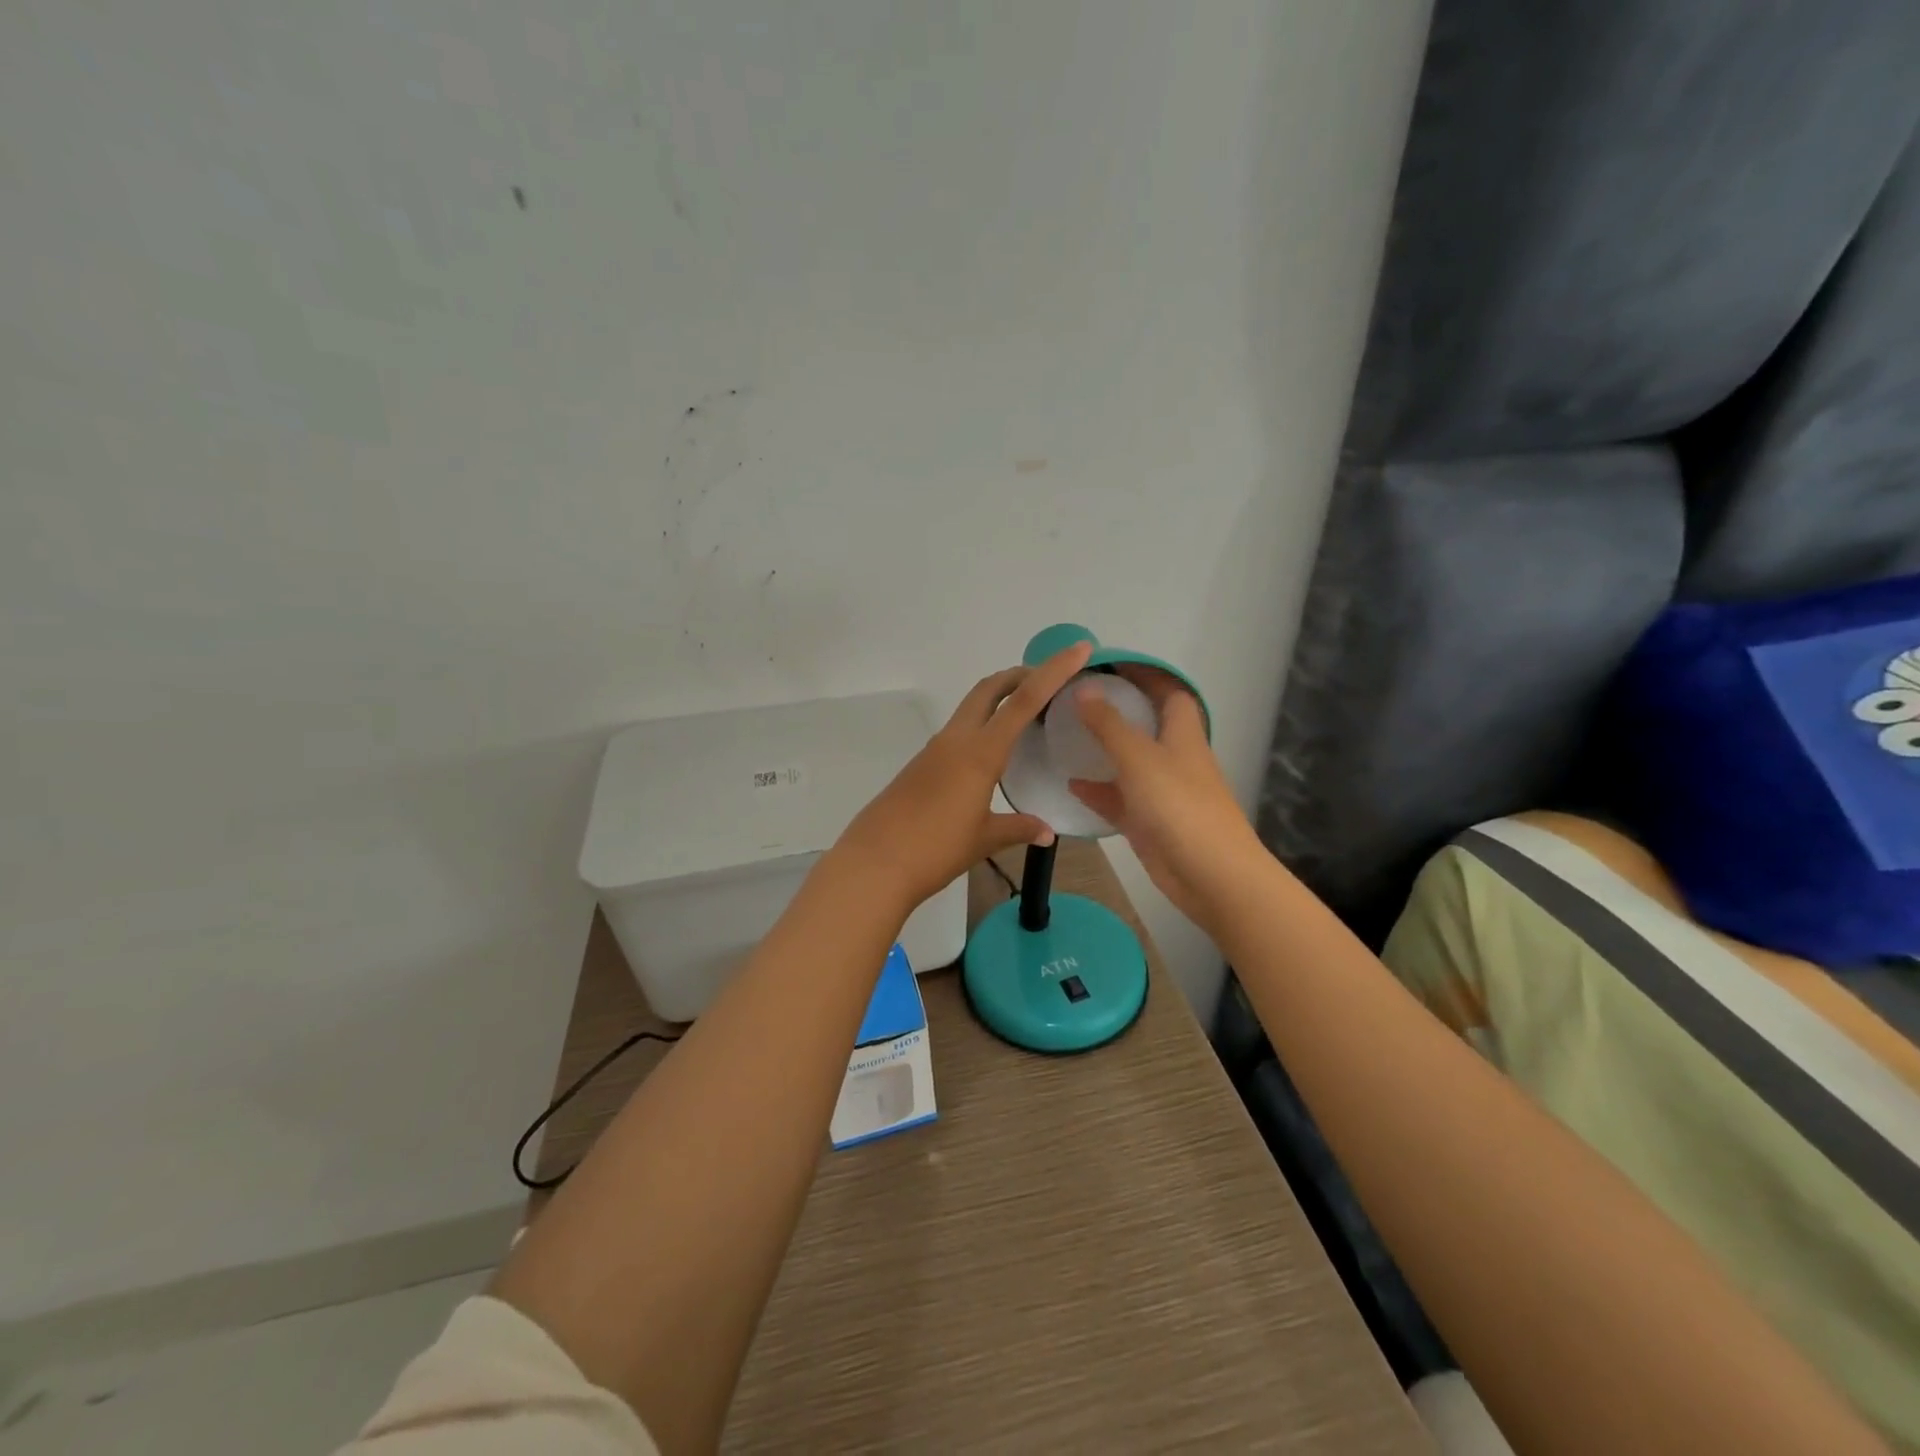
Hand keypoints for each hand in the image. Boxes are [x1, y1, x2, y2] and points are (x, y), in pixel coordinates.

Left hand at [835, 640, 1094, 912]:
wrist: (874, 863)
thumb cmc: (935, 850)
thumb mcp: (984, 839)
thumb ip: (1018, 828)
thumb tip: (1047, 831)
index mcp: (980, 752)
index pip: (1024, 700)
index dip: (1054, 671)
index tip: (1079, 649)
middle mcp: (957, 740)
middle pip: (990, 689)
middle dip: (1021, 675)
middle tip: (1049, 680)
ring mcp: (935, 750)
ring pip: (972, 707)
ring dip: (999, 699)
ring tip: (1027, 715)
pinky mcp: (921, 764)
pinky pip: (958, 731)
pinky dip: (982, 725)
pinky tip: (992, 752)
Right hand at [1065, 668, 1262, 927]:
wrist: (1211, 875)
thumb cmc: (1179, 806)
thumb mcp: (1138, 757)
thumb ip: (1108, 724)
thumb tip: (1083, 688)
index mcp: (1182, 734)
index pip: (1168, 691)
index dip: (1144, 674)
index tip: (1109, 663)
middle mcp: (1174, 757)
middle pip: (1147, 724)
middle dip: (1118, 709)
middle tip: (1077, 698)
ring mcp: (1162, 791)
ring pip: (1130, 762)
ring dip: (1104, 750)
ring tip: (1066, 736)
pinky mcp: (1149, 822)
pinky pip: (1119, 798)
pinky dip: (1098, 790)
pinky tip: (1071, 784)